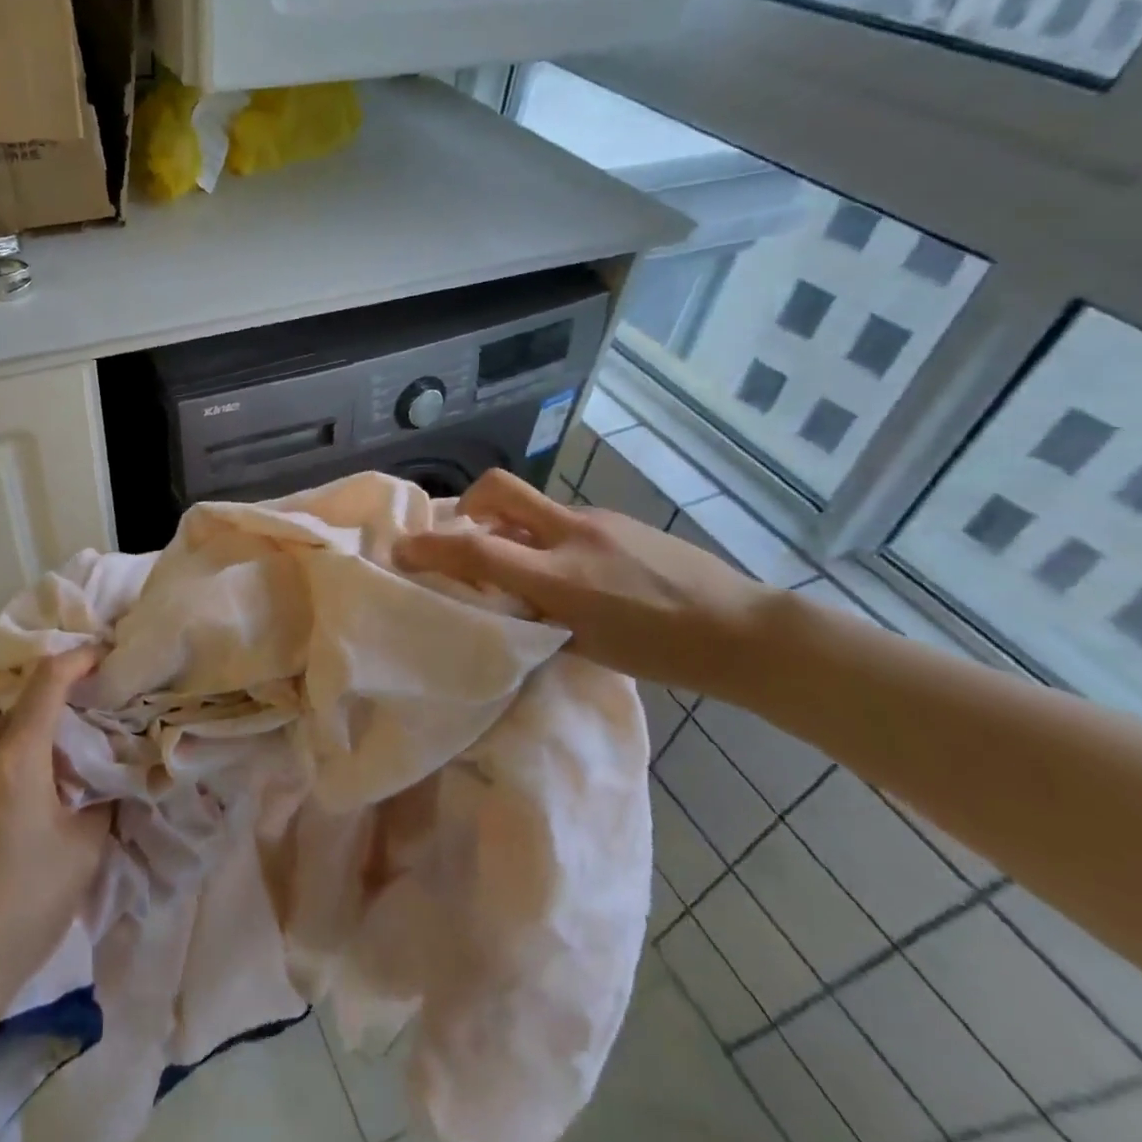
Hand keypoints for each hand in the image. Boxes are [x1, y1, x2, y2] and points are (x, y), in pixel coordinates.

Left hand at [0, 647, 110, 1020]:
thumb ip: (97, 798)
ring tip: (12, 775)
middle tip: (51, 731)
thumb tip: (102, 775)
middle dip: (27, 702)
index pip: (47, 683)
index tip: (95, 655)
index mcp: (12, 761)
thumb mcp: (83, 852)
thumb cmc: (22, 912)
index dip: (74, 659)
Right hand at [392, 469, 770, 694]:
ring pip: (531, 504)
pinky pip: (563, 517)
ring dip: (509, 522)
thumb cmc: (661, 653)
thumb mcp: (584, 646)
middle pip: (499, 489)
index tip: (401, 550)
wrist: (740, 629)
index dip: (430, 546)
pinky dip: (546, 534)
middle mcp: (572, 535)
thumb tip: (501, 593)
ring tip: (520, 561)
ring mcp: (597, 520)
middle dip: (467, 501)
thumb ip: (535, 613)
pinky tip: (571, 568)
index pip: (477, 548)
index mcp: (561, 578)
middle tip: (462, 531)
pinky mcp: (618, 518)